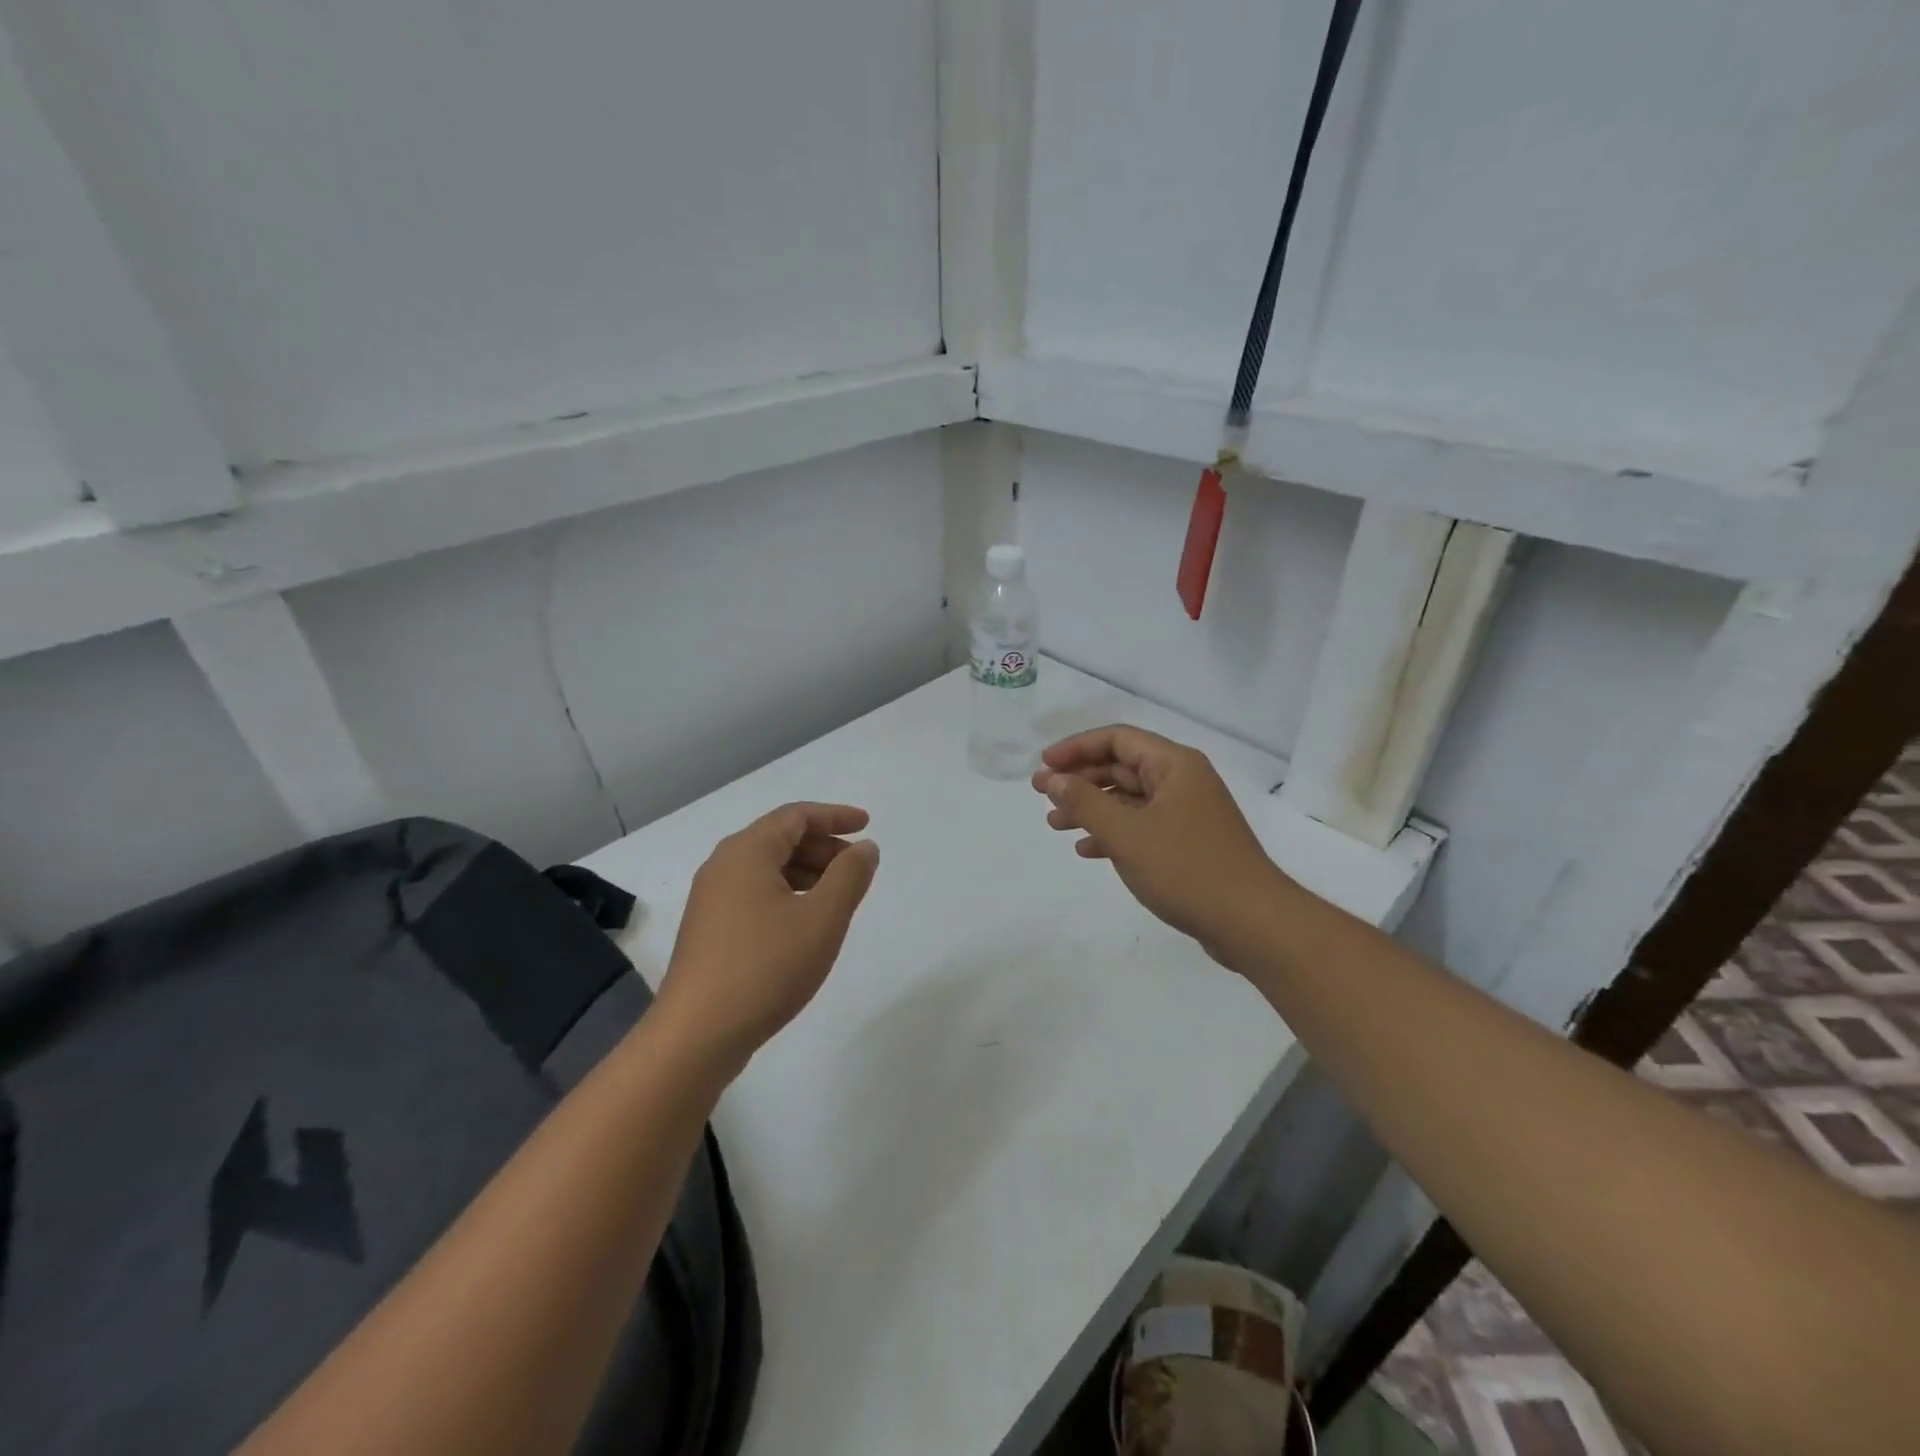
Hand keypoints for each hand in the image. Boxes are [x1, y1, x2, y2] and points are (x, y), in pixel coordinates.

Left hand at [657, 802, 879, 1068]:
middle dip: (823, 846)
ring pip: (767, 869)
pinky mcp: (709, 930)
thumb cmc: (766, 967)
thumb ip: (850, 876)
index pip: (796, 815)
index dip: (835, 816)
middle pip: (780, 838)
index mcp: (747, 852)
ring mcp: (711, 900)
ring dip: (807, 872)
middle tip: (858, 866)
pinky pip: (754, 894)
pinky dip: (787, 894)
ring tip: (838, 896)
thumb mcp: (822, 918)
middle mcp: (723, 866)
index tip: (867, 825)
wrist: (697, 1035)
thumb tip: (865, 848)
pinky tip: (806, 923)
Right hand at [1033, 725, 1288, 965]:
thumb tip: (1055, 779)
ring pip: (1129, 799)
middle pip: (1121, 767)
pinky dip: (1113, 833)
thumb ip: (1085, 802)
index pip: (1117, 739)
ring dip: (1091, 808)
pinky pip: (1142, 826)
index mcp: (1174, 765)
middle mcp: (1182, 781)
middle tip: (1042, 795)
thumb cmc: (1186, 869)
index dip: (1076, 748)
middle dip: (1080, 780)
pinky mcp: (1188, 843)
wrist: (1251, 922)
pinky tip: (1087, 849)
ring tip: (1055, 824)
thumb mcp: (1126, 834)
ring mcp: (1187, 813)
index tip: (1044, 766)